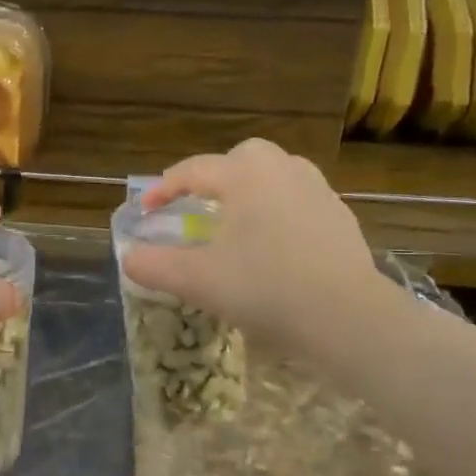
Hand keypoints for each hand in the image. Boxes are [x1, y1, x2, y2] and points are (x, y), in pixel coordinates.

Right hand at [119, 139, 394, 345]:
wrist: (346, 317)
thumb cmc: (264, 288)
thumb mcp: (196, 280)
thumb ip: (154, 266)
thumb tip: (129, 258)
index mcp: (245, 176)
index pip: (194, 170)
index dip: (164, 189)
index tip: (146, 211)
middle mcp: (284, 171)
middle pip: (242, 157)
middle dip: (216, 176)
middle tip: (199, 206)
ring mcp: (319, 192)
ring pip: (277, 175)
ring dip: (251, 190)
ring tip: (238, 222)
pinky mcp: (341, 218)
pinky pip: (301, 201)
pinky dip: (280, 212)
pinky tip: (275, 246)